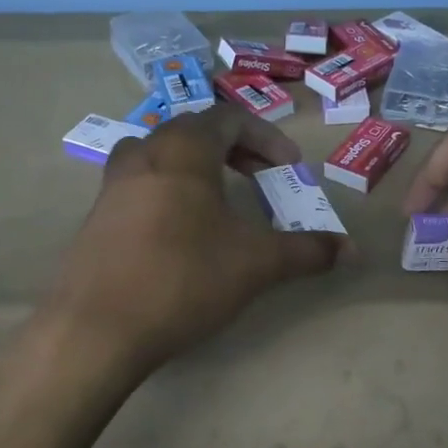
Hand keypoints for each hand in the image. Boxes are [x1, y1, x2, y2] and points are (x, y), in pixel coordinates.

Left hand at [42, 105, 345, 371]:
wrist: (95, 329)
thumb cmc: (183, 278)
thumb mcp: (256, 264)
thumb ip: (307, 251)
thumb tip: (352, 250)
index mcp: (182, 149)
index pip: (229, 118)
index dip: (266, 137)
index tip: (289, 166)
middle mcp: (142, 153)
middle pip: (194, 131)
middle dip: (234, 149)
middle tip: (260, 177)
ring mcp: (112, 185)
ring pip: (161, 156)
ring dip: (197, 168)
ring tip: (220, 199)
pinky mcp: (96, 218)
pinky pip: (140, 186)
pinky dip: (170, 192)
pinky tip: (181, 233)